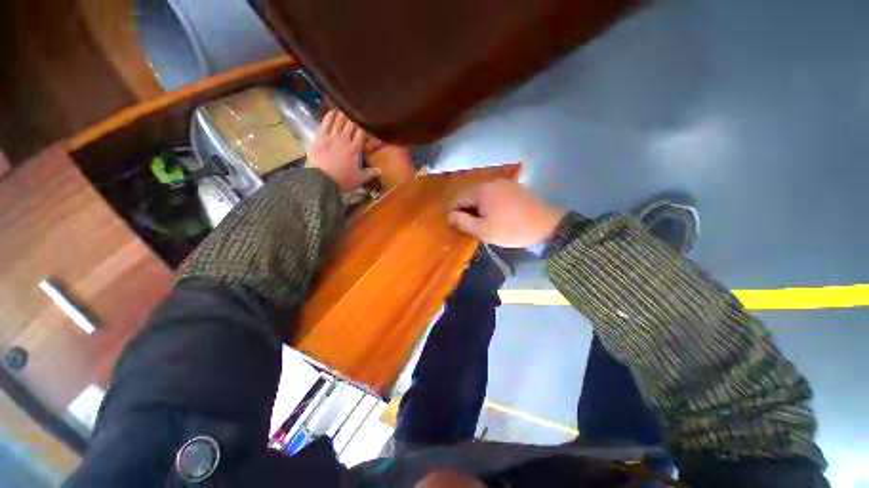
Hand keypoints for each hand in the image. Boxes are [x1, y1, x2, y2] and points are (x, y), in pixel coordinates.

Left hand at [308, 109, 379, 191]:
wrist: (322, 180)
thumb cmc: (343, 180)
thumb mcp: (360, 179)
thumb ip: (371, 173)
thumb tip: (381, 171)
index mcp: (355, 148)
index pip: (362, 132)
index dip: (365, 125)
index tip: (367, 120)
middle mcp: (344, 139)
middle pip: (350, 124)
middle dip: (354, 117)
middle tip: (356, 112)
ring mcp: (331, 137)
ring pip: (338, 121)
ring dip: (342, 114)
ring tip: (345, 108)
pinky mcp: (320, 137)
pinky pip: (325, 123)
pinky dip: (329, 116)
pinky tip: (331, 111)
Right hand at [449, 179, 566, 247]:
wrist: (546, 227)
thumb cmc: (511, 230)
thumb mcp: (483, 231)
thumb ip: (463, 222)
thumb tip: (450, 216)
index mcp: (481, 191)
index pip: (458, 199)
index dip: (454, 213)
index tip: (458, 227)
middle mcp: (491, 182)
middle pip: (470, 195)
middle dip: (467, 210)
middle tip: (472, 227)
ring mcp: (504, 183)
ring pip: (482, 195)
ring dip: (479, 208)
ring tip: (484, 222)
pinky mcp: (514, 187)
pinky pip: (494, 194)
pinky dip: (490, 204)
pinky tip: (496, 215)